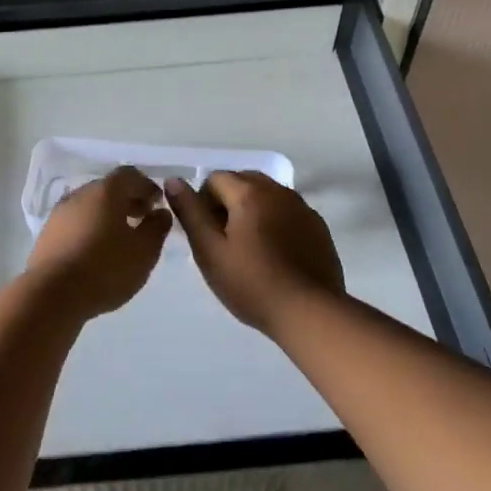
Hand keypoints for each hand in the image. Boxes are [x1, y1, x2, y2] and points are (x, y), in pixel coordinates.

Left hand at [26, 167, 171, 320]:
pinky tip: (97, 252)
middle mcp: (79, 194)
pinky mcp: (47, 235)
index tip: (158, 204)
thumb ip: (157, 227)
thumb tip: (160, 213)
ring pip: (90, 206)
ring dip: (108, 216)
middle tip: (142, 220)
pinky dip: (90, 229)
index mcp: (105, 191)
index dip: (147, 187)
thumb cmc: (105, 268)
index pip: (130, 175)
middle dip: (128, 200)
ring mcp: (59, 214)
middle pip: (108, 189)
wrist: (52, 295)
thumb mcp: (144, 251)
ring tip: (121, 239)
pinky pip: (75, 223)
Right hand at [164, 171, 344, 335]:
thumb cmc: (251, 283)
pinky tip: (275, 254)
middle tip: (223, 240)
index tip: (206, 233)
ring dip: (252, 209)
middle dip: (228, 201)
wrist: (309, 312)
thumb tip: (173, 180)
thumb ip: (190, 212)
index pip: (215, 178)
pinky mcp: (318, 226)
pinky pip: (288, 211)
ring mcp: (302, 207)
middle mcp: (278, 190)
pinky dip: (275, 221)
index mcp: (249, 193)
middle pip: (243, 181)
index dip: (203, 202)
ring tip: (249, 248)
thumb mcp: (209, 251)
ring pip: (268, 195)